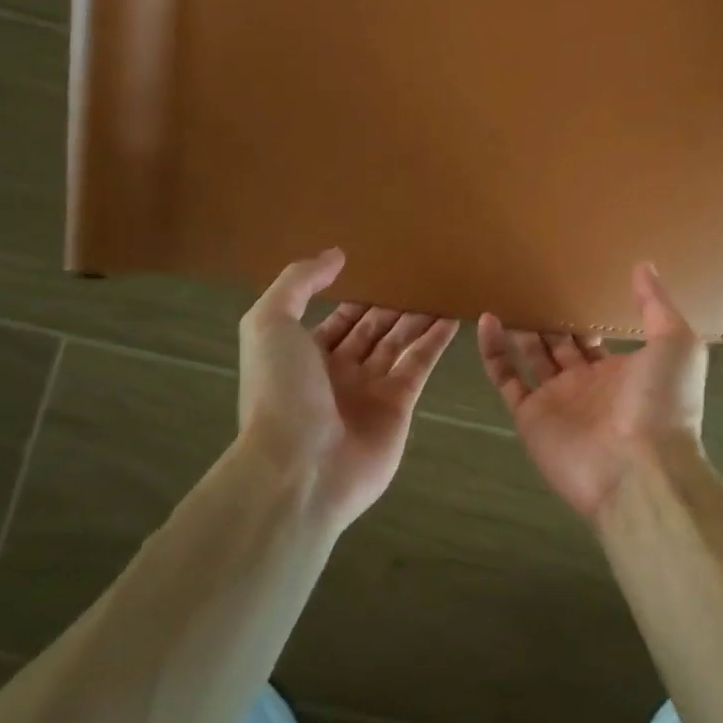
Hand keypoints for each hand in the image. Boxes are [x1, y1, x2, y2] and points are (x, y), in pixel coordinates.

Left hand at [237, 249, 457, 530]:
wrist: (299, 468)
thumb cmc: (280, 391)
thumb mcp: (270, 324)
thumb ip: (299, 283)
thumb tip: (336, 255)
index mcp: (304, 355)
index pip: (338, 319)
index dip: (358, 295)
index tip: (382, 268)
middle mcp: (338, 372)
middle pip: (372, 329)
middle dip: (392, 304)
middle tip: (420, 273)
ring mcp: (370, 390)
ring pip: (399, 342)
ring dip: (418, 316)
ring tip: (441, 286)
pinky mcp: (400, 405)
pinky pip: (420, 363)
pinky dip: (436, 339)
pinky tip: (452, 314)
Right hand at [477, 262, 708, 522]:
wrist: (642, 470)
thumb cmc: (664, 402)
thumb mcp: (675, 343)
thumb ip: (656, 305)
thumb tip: (643, 265)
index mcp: (621, 371)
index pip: (594, 338)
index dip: (582, 313)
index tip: (566, 281)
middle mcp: (587, 385)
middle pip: (560, 345)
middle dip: (547, 319)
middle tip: (528, 283)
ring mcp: (556, 401)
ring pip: (531, 357)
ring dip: (519, 329)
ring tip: (505, 294)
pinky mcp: (530, 417)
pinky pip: (506, 379)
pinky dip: (493, 351)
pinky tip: (486, 320)